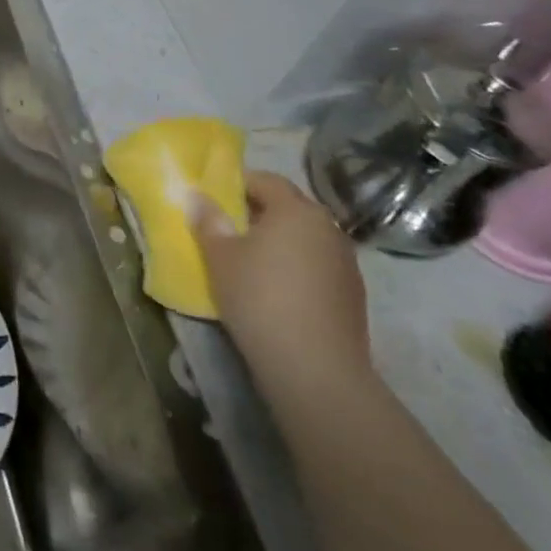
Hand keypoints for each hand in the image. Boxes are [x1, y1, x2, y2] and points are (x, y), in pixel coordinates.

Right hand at [190, 170, 371, 398]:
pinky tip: (277, 291)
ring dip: (280, 242)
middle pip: (289, 207)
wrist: (316, 370)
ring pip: (305, 238)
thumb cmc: (260, 298)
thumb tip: (197, 196)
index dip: (237, 184)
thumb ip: (208, 221)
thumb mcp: (219, 256)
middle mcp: (327, 227)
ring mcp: (346, 263)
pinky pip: (317, 266)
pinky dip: (297, 268)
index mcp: (296, 210)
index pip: (265, 180)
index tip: (214, 200)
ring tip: (251, 262)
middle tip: (228, 229)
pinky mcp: (353, 295)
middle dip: (259, 212)